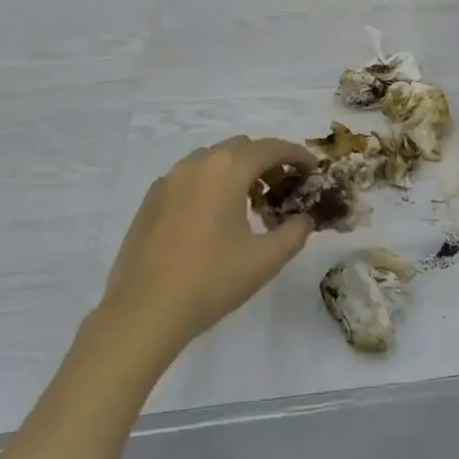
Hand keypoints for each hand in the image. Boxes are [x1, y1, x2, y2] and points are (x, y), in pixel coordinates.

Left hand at [90, 136, 317, 367]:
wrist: (145, 310)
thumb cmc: (212, 280)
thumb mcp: (266, 259)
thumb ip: (295, 232)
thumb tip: (304, 219)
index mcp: (227, 170)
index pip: (271, 148)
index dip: (297, 155)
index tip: (313, 170)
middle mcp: (196, 164)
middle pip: (241, 147)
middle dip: (267, 162)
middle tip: (283, 190)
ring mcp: (169, 180)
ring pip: (213, 160)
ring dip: (238, 172)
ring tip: (250, 205)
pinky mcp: (151, 200)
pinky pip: (190, 178)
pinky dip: (211, 184)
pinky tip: (215, 219)